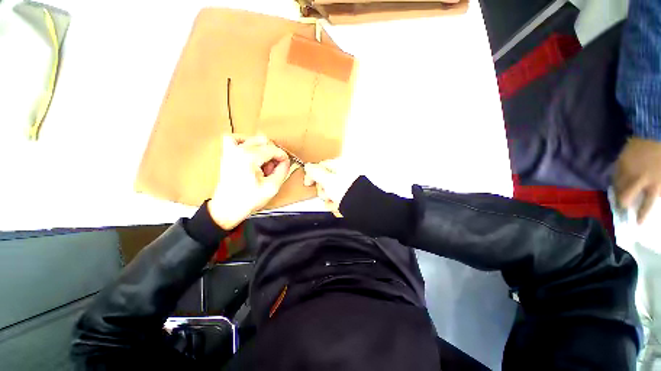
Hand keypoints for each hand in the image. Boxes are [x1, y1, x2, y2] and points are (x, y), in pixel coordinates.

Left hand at [208, 135, 289, 229]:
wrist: (227, 208)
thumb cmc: (248, 200)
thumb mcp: (272, 187)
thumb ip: (282, 171)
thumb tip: (286, 161)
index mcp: (249, 157)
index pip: (273, 149)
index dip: (282, 156)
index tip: (285, 165)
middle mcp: (239, 150)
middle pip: (265, 142)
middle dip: (273, 154)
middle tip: (273, 169)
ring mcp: (231, 150)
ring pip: (254, 139)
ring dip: (263, 149)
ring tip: (263, 164)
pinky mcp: (227, 154)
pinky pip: (235, 139)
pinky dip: (245, 142)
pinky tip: (250, 152)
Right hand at [303, 159, 358, 215]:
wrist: (362, 208)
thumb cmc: (348, 191)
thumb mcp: (327, 180)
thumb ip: (315, 172)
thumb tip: (308, 166)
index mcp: (340, 165)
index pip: (321, 166)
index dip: (312, 175)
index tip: (308, 183)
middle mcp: (344, 174)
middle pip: (324, 181)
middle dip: (323, 191)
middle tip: (327, 194)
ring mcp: (347, 186)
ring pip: (329, 192)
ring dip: (329, 199)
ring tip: (335, 202)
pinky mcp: (349, 197)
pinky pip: (336, 200)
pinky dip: (336, 205)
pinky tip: (339, 207)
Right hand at [614, 137, 660, 223]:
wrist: (653, 130)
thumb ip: (658, 187)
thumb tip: (654, 194)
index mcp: (654, 185)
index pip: (646, 205)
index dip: (641, 216)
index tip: (637, 224)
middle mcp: (638, 180)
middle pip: (625, 197)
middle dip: (622, 202)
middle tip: (622, 206)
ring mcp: (627, 170)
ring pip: (617, 185)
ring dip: (617, 190)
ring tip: (618, 193)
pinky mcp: (620, 161)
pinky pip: (615, 174)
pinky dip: (616, 178)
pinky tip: (617, 178)